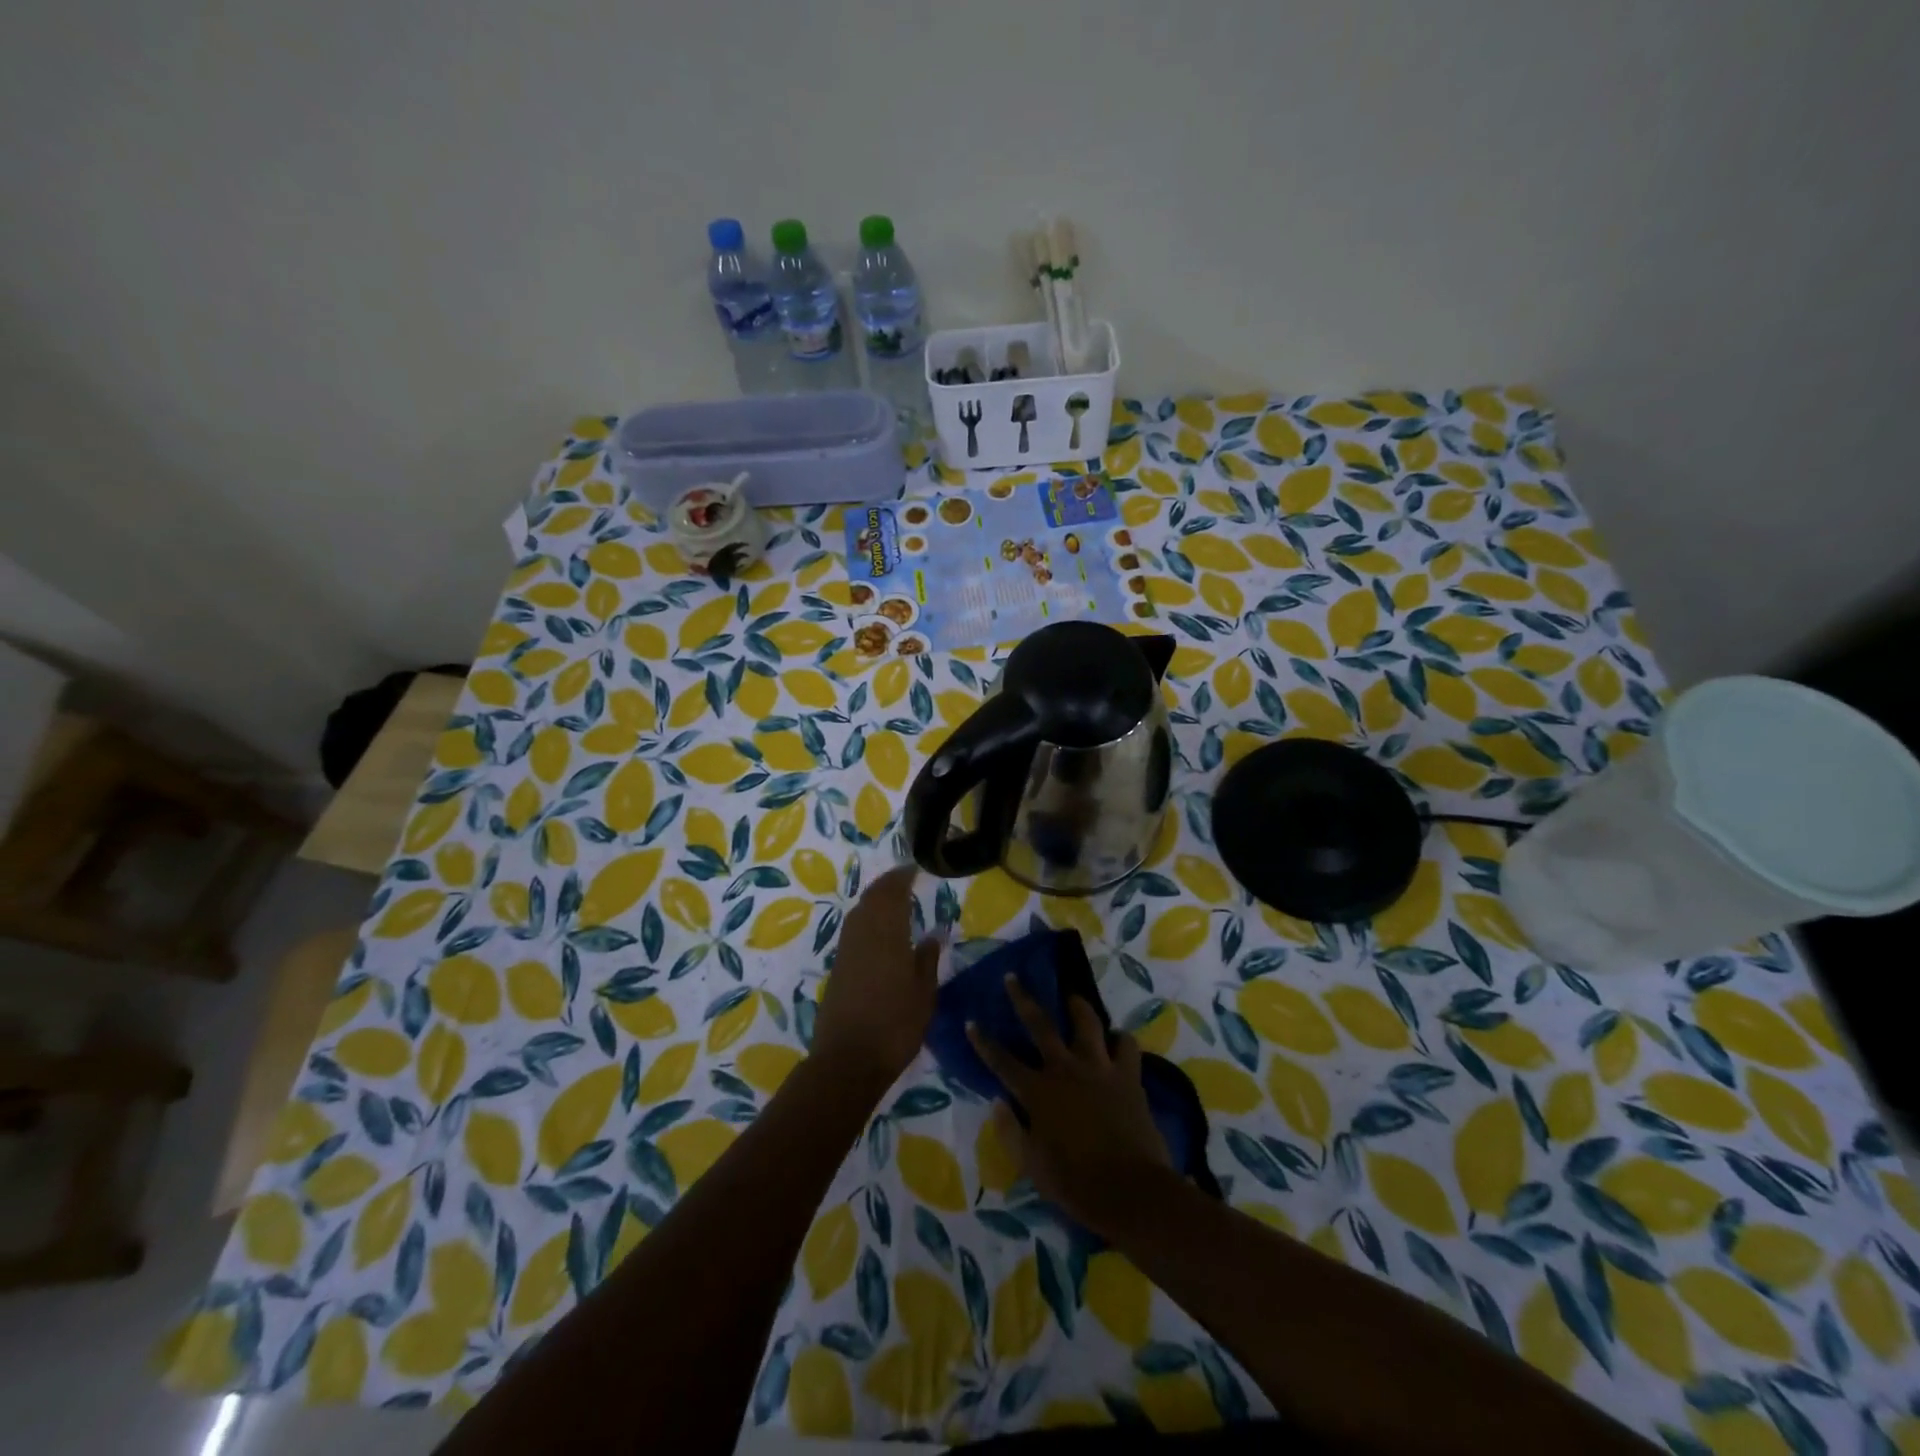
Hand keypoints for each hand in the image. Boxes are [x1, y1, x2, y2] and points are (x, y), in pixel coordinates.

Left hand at [813, 865, 940, 1085]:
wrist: (847, 1061)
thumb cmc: (895, 1027)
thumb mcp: (923, 995)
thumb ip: (927, 960)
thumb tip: (933, 934)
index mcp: (886, 935)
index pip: (892, 894)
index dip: (901, 878)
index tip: (914, 868)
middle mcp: (862, 936)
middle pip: (871, 899)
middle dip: (886, 885)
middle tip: (903, 878)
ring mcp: (846, 952)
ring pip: (858, 913)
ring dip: (873, 899)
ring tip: (891, 898)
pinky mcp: (837, 968)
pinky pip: (852, 930)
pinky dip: (865, 918)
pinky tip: (876, 929)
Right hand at [968, 978, 1170, 1234]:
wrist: (1131, 1190)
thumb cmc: (1075, 1183)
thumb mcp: (1032, 1165)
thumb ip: (1010, 1131)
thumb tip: (997, 1103)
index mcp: (1037, 1092)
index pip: (1002, 1061)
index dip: (984, 1042)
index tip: (971, 1021)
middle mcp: (1065, 1069)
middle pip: (1040, 1025)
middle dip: (1022, 999)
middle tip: (1013, 977)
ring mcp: (1099, 1068)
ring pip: (1086, 1023)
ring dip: (1077, 1006)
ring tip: (1072, 997)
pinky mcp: (1128, 1076)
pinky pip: (1126, 1046)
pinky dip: (1120, 1040)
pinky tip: (1117, 1040)